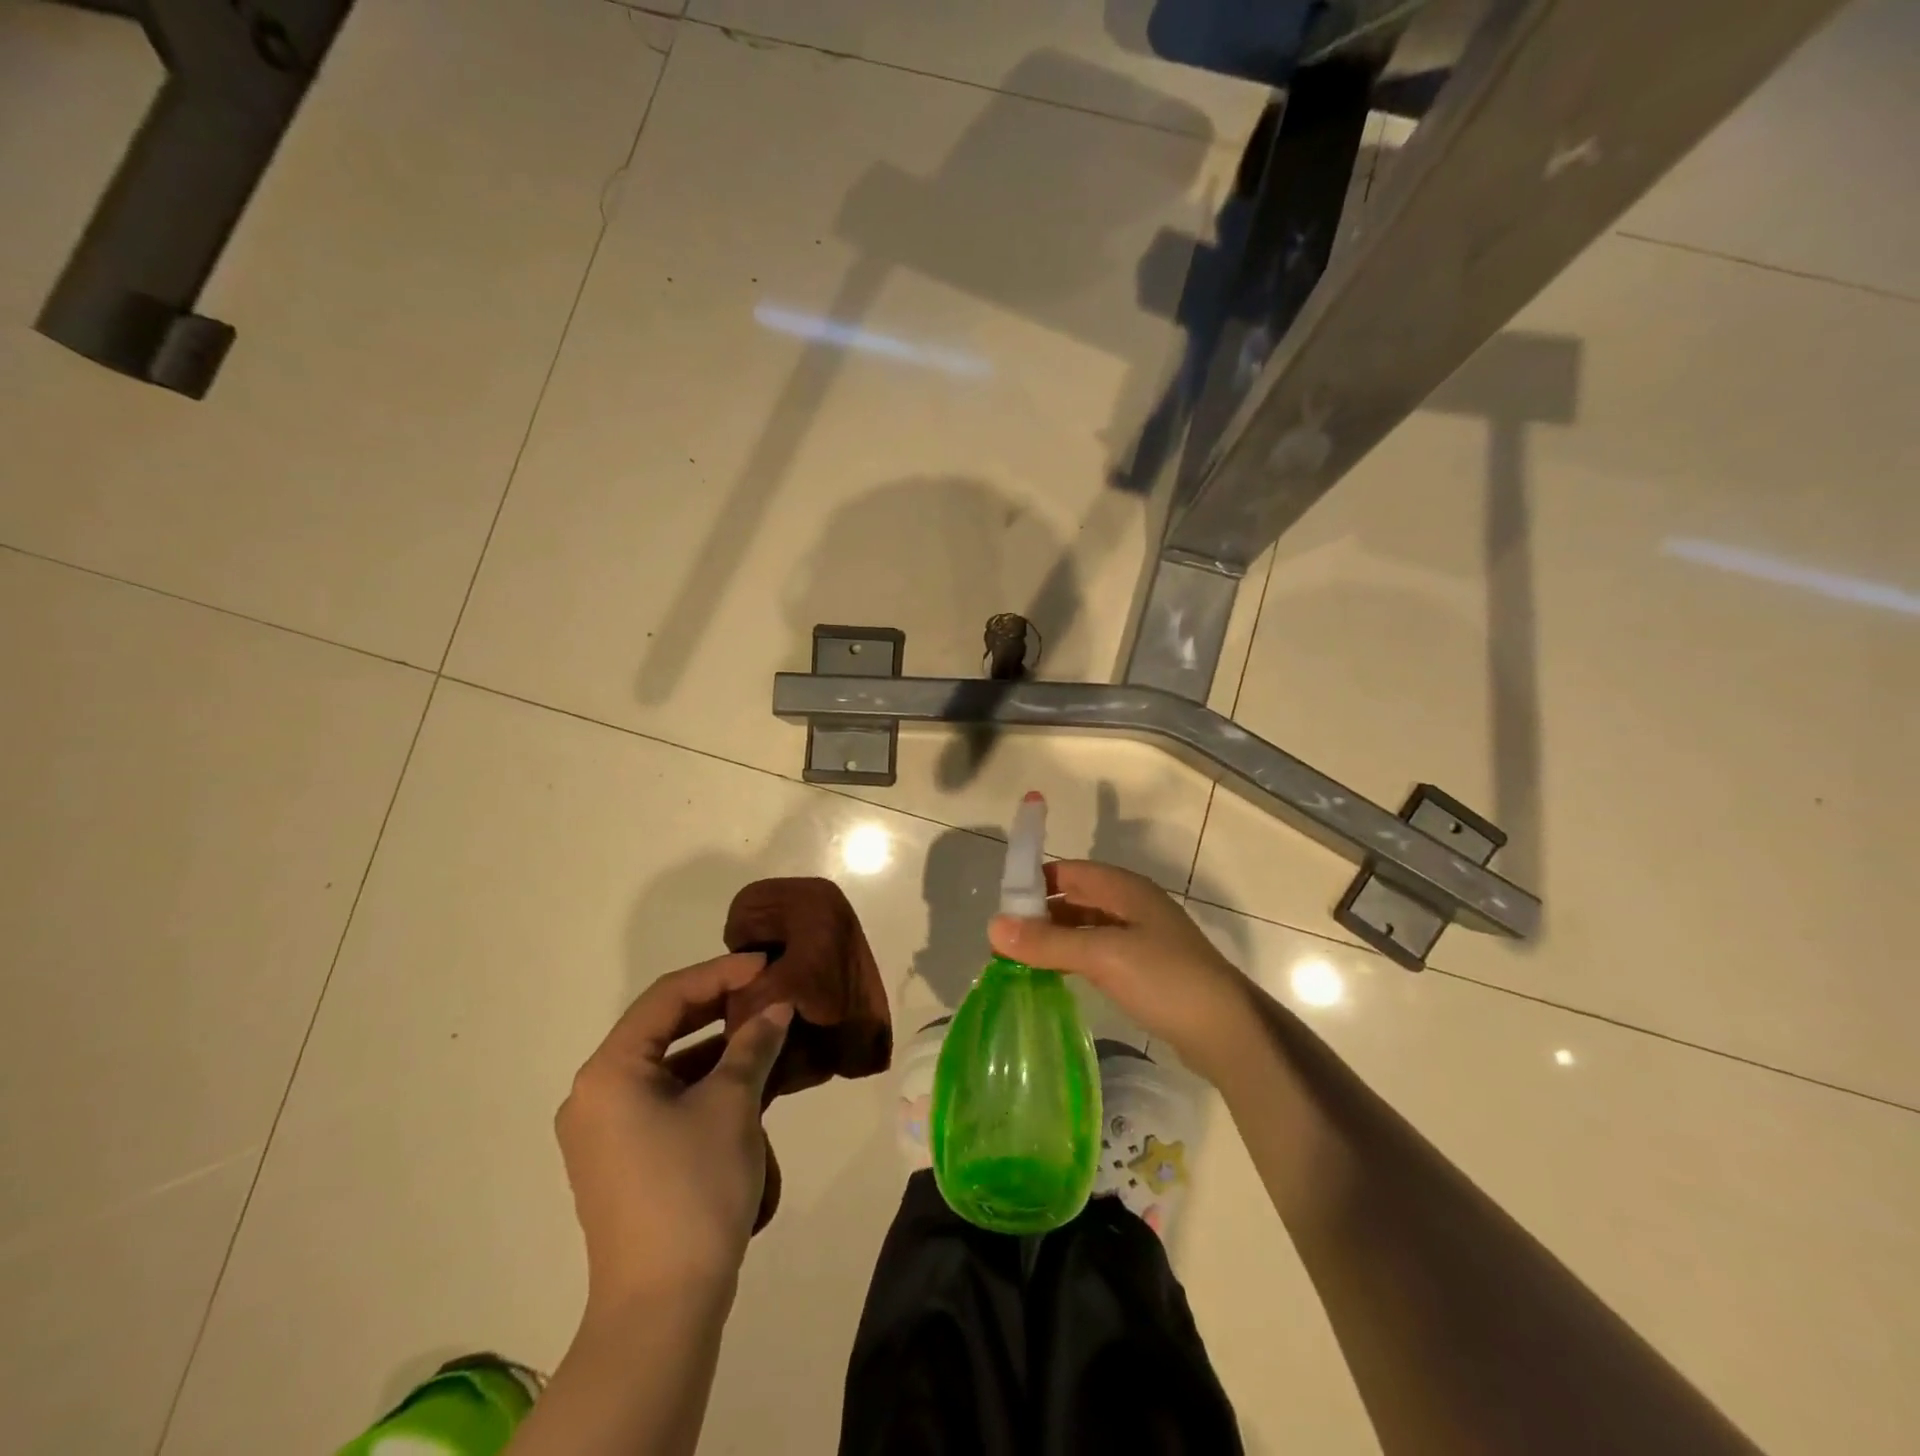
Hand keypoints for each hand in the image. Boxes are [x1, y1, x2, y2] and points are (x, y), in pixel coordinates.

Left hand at [555, 952, 791, 1309]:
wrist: (663, 1304)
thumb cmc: (694, 1187)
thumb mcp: (732, 1103)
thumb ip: (754, 1044)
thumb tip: (777, 1008)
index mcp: (609, 1071)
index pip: (667, 997)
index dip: (720, 973)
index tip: (766, 964)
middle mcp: (594, 1093)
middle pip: (660, 1026)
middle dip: (716, 1004)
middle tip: (764, 988)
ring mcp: (603, 1129)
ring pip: (664, 1063)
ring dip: (713, 1043)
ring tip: (763, 1028)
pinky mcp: (619, 1157)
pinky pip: (662, 1096)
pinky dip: (701, 1079)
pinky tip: (744, 1075)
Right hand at [988, 861, 1255, 1082]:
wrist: (1227, 1032)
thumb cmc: (1166, 980)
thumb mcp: (1103, 956)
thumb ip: (1049, 942)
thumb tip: (993, 926)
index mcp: (1124, 889)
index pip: (1069, 871)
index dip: (1034, 884)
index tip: (1001, 910)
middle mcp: (1131, 905)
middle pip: (1075, 897)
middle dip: (1040, 914)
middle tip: (1003, 942)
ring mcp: (1140, 937)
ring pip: (1085, 926)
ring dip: (1055, 939)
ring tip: (1020, 962)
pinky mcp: (1144, 967)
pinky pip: (1098, 951)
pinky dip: (1073, 958)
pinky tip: (1054, 977)